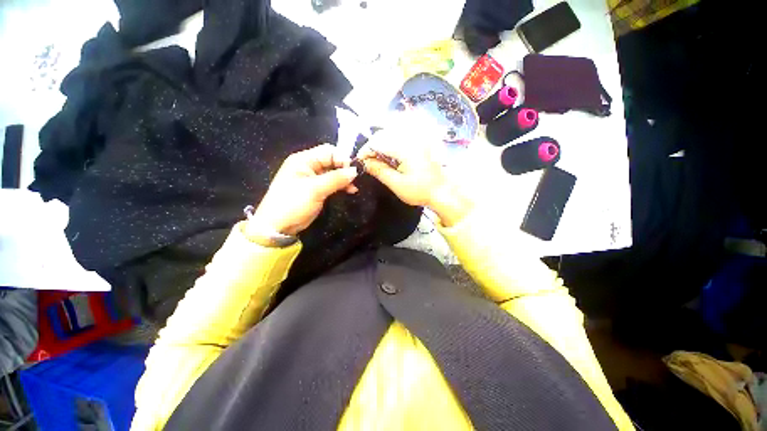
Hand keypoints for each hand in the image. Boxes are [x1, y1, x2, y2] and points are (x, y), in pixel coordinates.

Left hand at [247, 144, 358, 236]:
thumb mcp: (315, 190)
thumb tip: (355, 170)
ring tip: (353, 188)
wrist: (278, 226)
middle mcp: (308, 166)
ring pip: (333, 172)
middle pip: (332, 161)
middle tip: (354, 181)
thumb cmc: (294, 204)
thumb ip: (336, 179)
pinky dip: (340, 186)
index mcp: (304, 160)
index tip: (352, 172)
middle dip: (345, 169)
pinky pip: (331, 182)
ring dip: (344, 179)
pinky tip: (349, 191)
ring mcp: (312, 178)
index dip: (342, 159)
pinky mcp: (316, 189)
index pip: (329, 151)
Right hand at [358, 131, 471, 226]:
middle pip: (383, 134)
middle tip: (367, 163)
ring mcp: (415, 139)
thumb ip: (379, 171)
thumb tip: (363, 163)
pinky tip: (388, 158)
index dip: (365, 150)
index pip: (377, 141)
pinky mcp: (418, 143)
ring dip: (380, 146)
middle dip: (372, 147)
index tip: (360, 162)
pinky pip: (398, 138)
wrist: (441, 191)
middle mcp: (410, 138)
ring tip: (377, 161)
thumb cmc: (419, 191)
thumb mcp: (397, 184)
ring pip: (390, 134)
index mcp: (405, 148)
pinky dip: (389, 146)